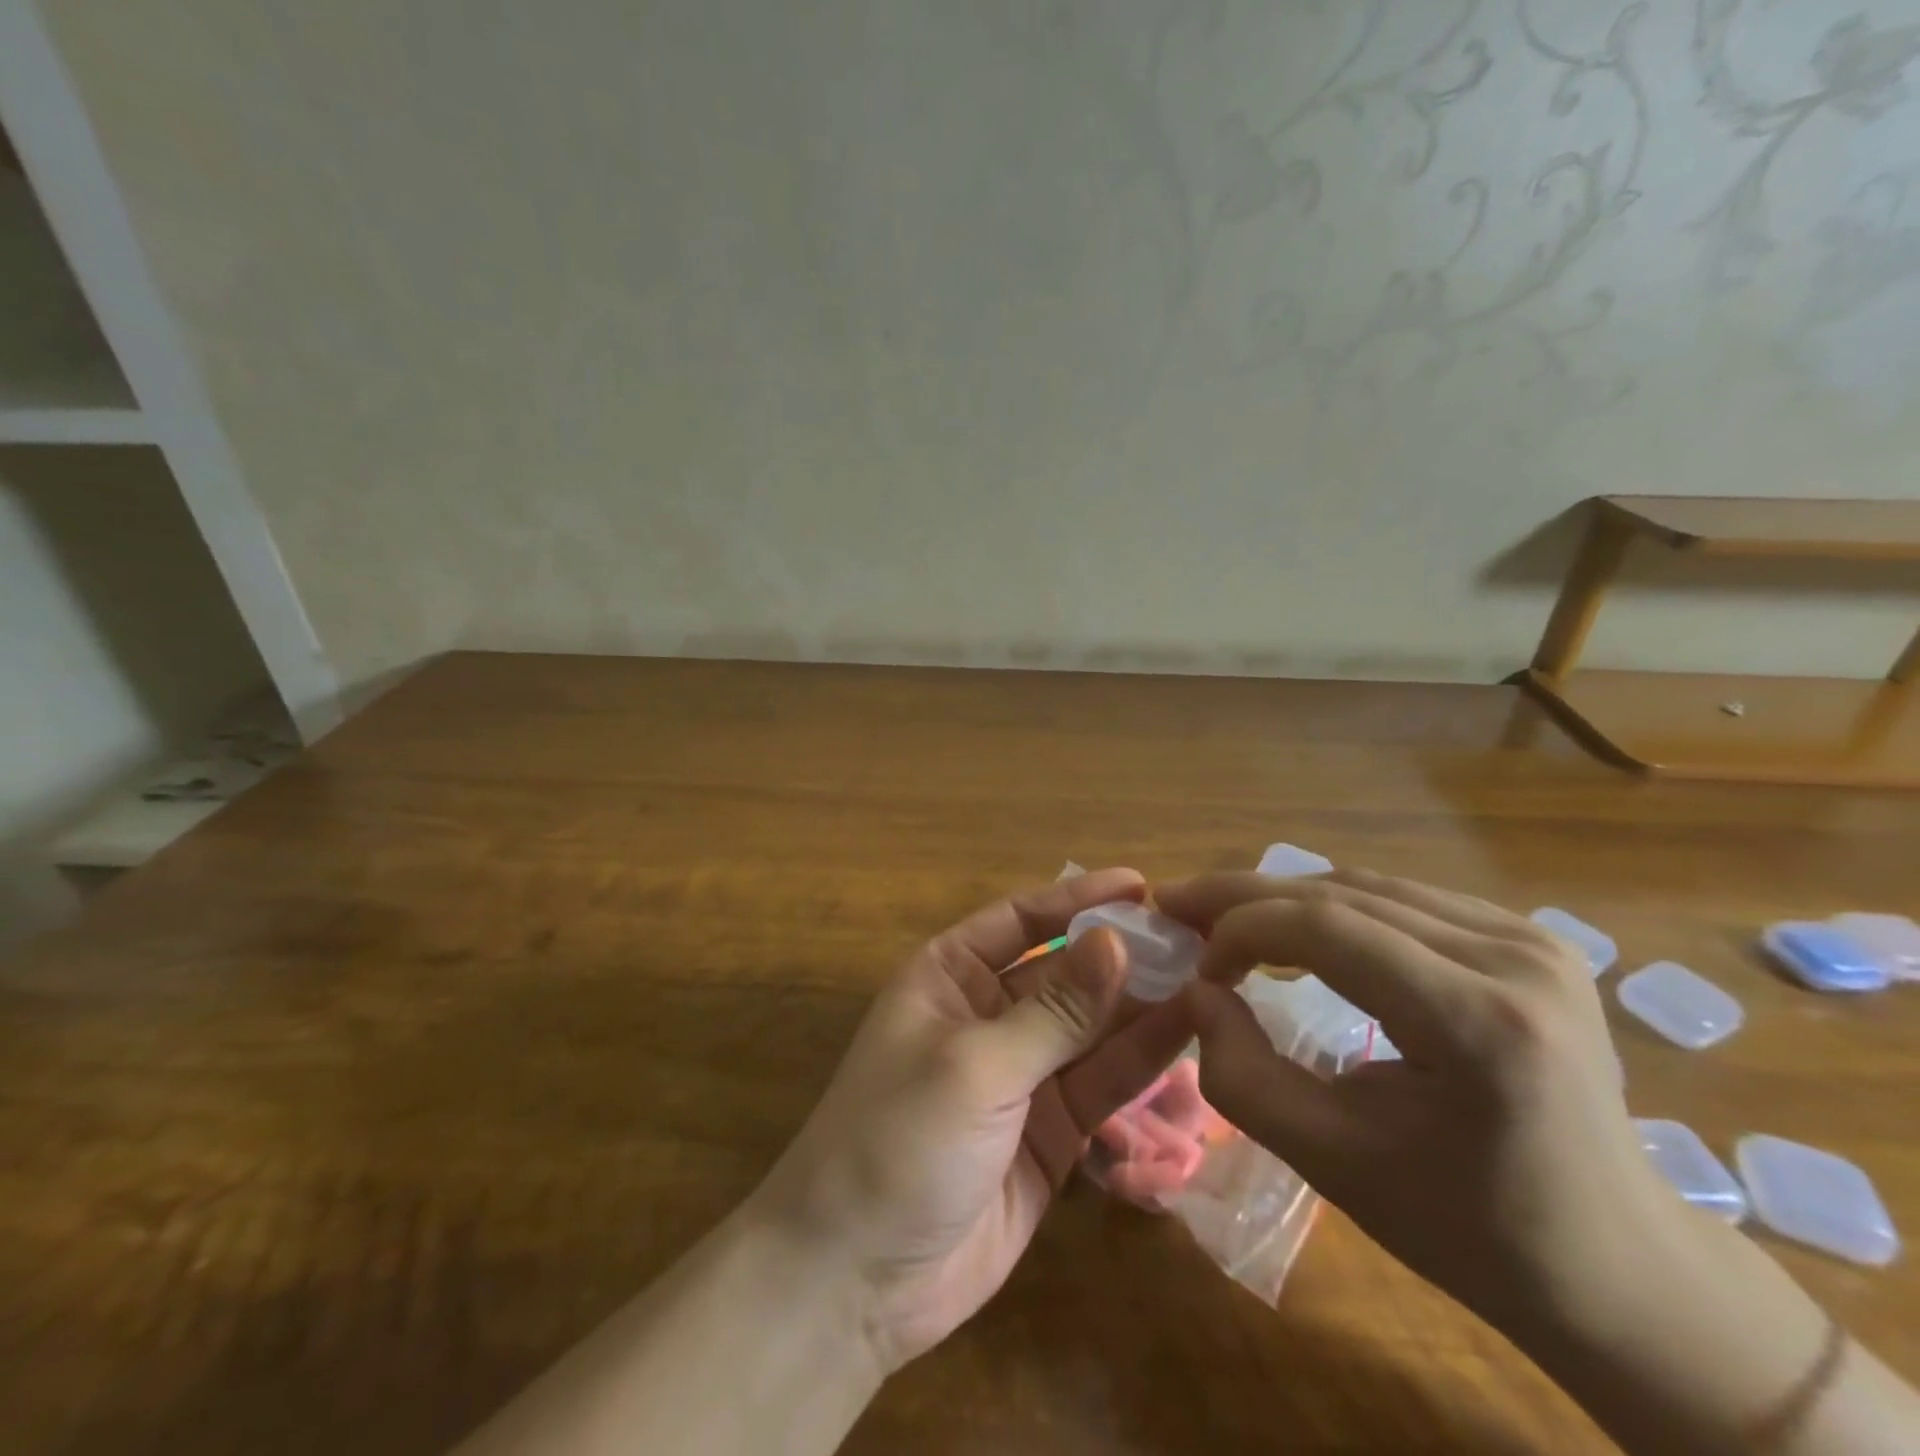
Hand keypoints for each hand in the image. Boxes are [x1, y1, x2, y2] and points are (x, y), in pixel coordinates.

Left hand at [749, 869, 1196, 1370]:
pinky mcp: (1050, 1131)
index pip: (1022, 919)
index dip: (1079, 899)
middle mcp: (987, 1014)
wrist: (856, 1279)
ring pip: (1092, 1028)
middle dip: (1123, 956)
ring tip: (1211, 982)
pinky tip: (1189, 1037)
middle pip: (1065, 971)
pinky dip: (1141, 1063)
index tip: (1142, 886)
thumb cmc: (898, 1140)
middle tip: (1197, 940)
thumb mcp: (976, 1066)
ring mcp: (1022, 1075)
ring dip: (1143, 1007)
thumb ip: (1054, 1011)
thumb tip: (1117, 941)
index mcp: (949, 976)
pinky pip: (1101, 1084)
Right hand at [1158, 868, 1667, 1328]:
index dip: (1241, 929)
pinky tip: (1293, 931)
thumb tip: (1196, 992)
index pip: (1327, 929)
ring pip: (1364, 886)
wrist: (1619, 1263)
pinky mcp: (1527, 938)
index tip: (1196, 967)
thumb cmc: (1470, 1230)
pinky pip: (1399, 900)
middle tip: (1176, 904)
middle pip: (1342, 893)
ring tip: (1221, 918)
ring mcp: (1530, 938)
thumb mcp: (1333, 1164)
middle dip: (1245, 896)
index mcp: (1480, 1023)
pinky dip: (1329, 909)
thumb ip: (1242, 1075)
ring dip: (1282, 898)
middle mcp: (1514, 956)